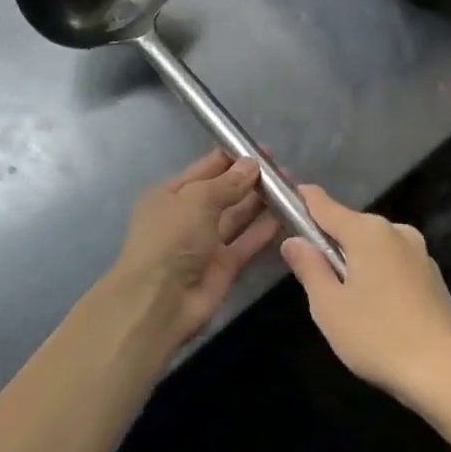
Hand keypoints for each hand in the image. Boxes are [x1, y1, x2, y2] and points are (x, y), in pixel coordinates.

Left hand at [113, 150, 279, 350]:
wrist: (159, 302)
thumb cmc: (171, 238)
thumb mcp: (197, 199)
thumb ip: (228, 182)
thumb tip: (252, 164)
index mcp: (171, 194)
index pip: (206, 168)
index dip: (233, 157)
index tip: (261, 149)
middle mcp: (188, 216)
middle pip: (224, 191)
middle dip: (250, 179)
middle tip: (282, 168)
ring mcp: (206, 242)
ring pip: (238, 216)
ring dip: (261, 201)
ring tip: (291, 186)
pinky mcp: (224, 266)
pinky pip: (247, 241)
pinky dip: (265, 228)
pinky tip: (287, 214)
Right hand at [280, 186, 450, 406]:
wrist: (447, 374)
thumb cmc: (378, 337)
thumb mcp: (329, 306)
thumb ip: (309, 267)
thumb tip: (294, 240)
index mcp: (367, 231)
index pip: (324, 204)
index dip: (302, 200)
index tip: (283, 200)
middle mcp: (395, 230)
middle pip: (350, 226)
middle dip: (330, 243)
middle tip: (314, 279)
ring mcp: (419, 252)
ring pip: (374, 247)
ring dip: (356, 262)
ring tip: (347, 303)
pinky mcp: (433, 276)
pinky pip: (394, 264)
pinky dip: (379, 276)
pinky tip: (378, 312)